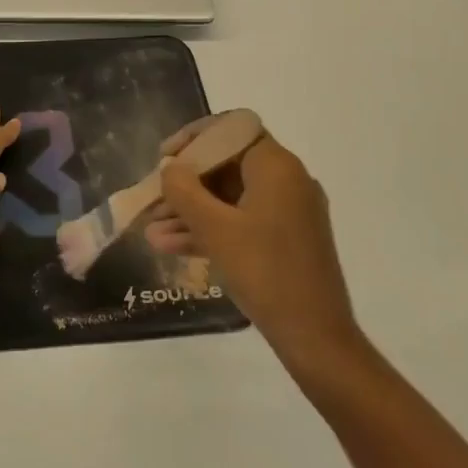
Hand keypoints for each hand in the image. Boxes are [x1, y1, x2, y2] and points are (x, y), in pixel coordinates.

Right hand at [146, 125, 361, 370]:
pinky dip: (211, 229)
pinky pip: (241, 221)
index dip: (194, 138)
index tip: (164, 157)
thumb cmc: (265, 272)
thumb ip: (185, 191)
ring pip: (231, 197)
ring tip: (152, 229)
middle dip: (186, 182)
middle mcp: (287, 181)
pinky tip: (171, 245)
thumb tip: (170, 168)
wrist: (316, 337)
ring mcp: (288, 212)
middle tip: (153, 198)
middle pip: (228, 165)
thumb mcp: (216, 230)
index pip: (232, 130)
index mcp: (277, 167)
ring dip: (192, 210)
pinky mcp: (286, 240)